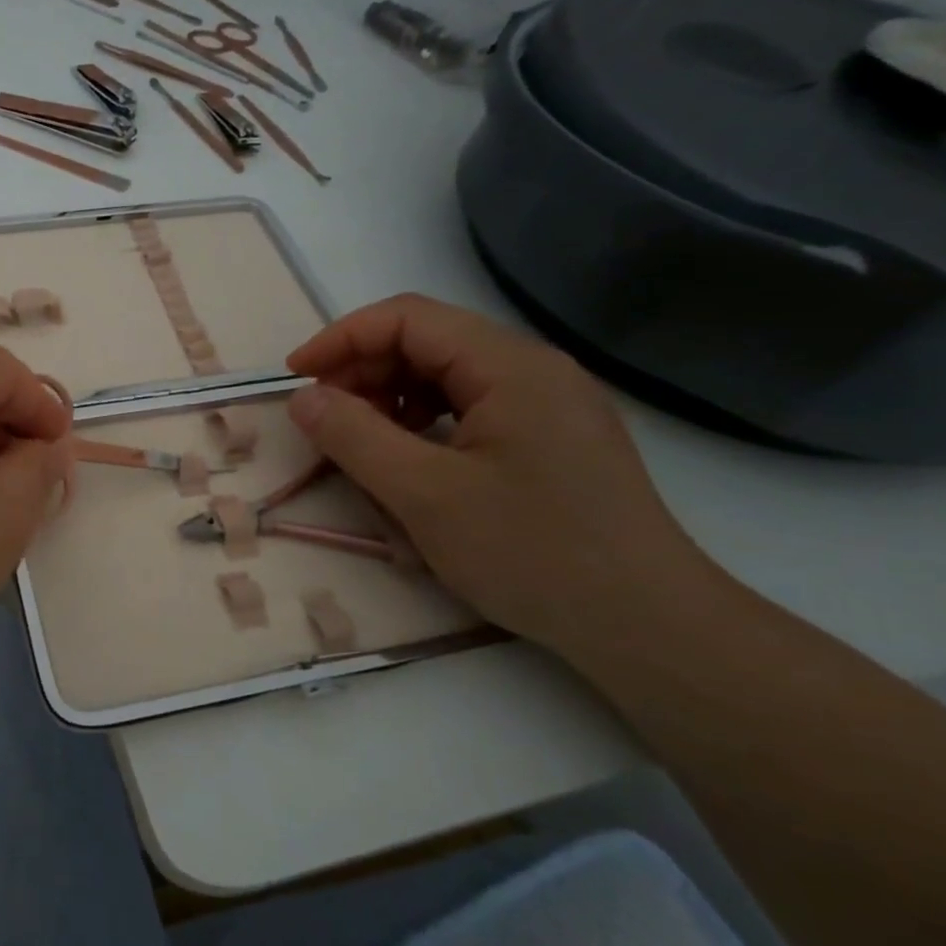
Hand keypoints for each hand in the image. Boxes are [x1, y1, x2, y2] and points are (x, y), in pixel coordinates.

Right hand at [285, 294, 709, 654]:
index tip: (295, 379)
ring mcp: (548, 404)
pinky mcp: (551, 438)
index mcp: (510, 366)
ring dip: (390, 397)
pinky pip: (470, 407)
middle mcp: (534, 369)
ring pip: (446, 375)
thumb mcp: (424, 495)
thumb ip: (354, 437)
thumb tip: (304, 398)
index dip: (341, 339)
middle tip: (322, 419)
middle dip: (363, 371)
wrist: (649, 627)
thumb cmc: (533, 553)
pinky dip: (423, 421)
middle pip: (428, 341)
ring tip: (360, 441)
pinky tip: (409, 459)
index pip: (408, 318)